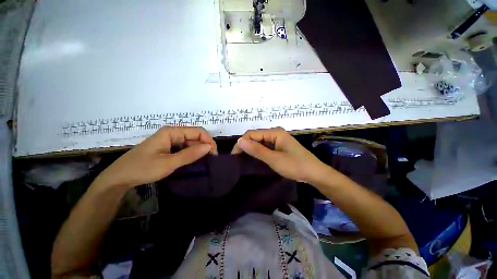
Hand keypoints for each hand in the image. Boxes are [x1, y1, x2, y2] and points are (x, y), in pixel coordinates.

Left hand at [95, 126, 217, 188]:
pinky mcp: (162, 149)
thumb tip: (208, 147)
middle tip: (210, 163)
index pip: (197, 131)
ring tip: (202, 165)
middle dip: (203, 146)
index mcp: (171, 132)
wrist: (123, 174)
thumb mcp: (168, 163)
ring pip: (186, 143)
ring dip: (195, 151)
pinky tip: (189, 164)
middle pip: (192, 136)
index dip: (208, 141)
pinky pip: (179, 148)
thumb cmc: (144, 168)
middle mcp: (169, 133)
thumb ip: (188, 155)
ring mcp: (165, 141)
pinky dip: (186, 155)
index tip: (215, 157)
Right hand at [231, 127, 326, 182]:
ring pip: (260, 142)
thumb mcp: (274, 159)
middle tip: (238, 160)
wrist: (314, 173)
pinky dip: (260, 153)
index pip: (251, 134)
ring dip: (252, 150)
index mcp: (275, 132)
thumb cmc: (295, 166)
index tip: (234, 157)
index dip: (241, 143)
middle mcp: (276, 133)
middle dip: (246, 146)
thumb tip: (239, 141)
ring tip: (244, 161)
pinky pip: (266, 147)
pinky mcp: (281, 148)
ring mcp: (279, 140)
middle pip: (255, 136)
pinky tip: (255, 160)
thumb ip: (257, 150)